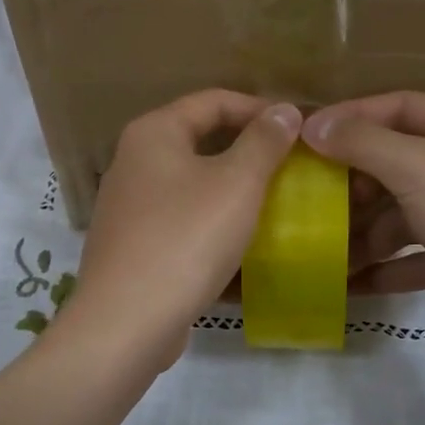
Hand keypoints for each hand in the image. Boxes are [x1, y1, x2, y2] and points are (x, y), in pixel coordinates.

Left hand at [64, 90, 301, 367]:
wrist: (126, 322)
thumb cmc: (185, 240)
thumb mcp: (236, 185)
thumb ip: (263, 142)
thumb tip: (284, 110)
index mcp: (152, 134)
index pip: (212, 101)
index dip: (259, 109)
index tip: (298, 129)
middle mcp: (132, 162)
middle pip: (199, 140)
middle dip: (246, 150)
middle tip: (289, 166)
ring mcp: (127, 207)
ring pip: (189, 183)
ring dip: (230, 189)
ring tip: (271, 203)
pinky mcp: (131, 246)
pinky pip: (179, 220)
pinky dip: (210, 221)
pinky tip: (237, 242)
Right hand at [301, 92, 424, 349]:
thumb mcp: (418, 168)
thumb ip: (361, 143)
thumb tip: (310, 124)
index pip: (397, 107)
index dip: (348, 121)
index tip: (301, 140)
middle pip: (397, 163)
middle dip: (353, 187)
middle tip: (310, 203)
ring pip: (404, 213)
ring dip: (364, 234)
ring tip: (321, 252)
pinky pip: (417, 254)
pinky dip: (386, 267)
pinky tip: (348, 283)